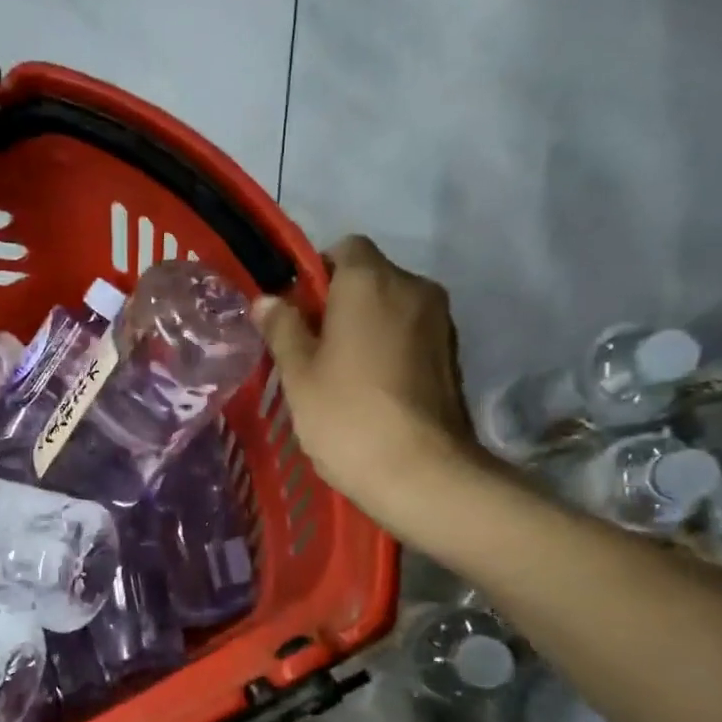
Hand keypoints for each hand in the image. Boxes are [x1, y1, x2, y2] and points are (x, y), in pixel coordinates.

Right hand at [254, 236, 494, 536]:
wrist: (421, 473)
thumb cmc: (347, 417)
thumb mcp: (299, 374)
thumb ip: (282, 329)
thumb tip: (267, 300)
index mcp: (371, 281)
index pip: (344, 248)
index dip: (315, 274)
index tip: (297, 315)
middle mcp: (414, 288)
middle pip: (370, 278)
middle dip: (340, 304)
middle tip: (312, 351)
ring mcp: (440, 322)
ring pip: (392, 309)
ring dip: (367, 328)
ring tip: (342, 376)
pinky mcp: (453, 356)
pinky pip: (411, 336)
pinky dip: (390, 350)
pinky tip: (372, 391)